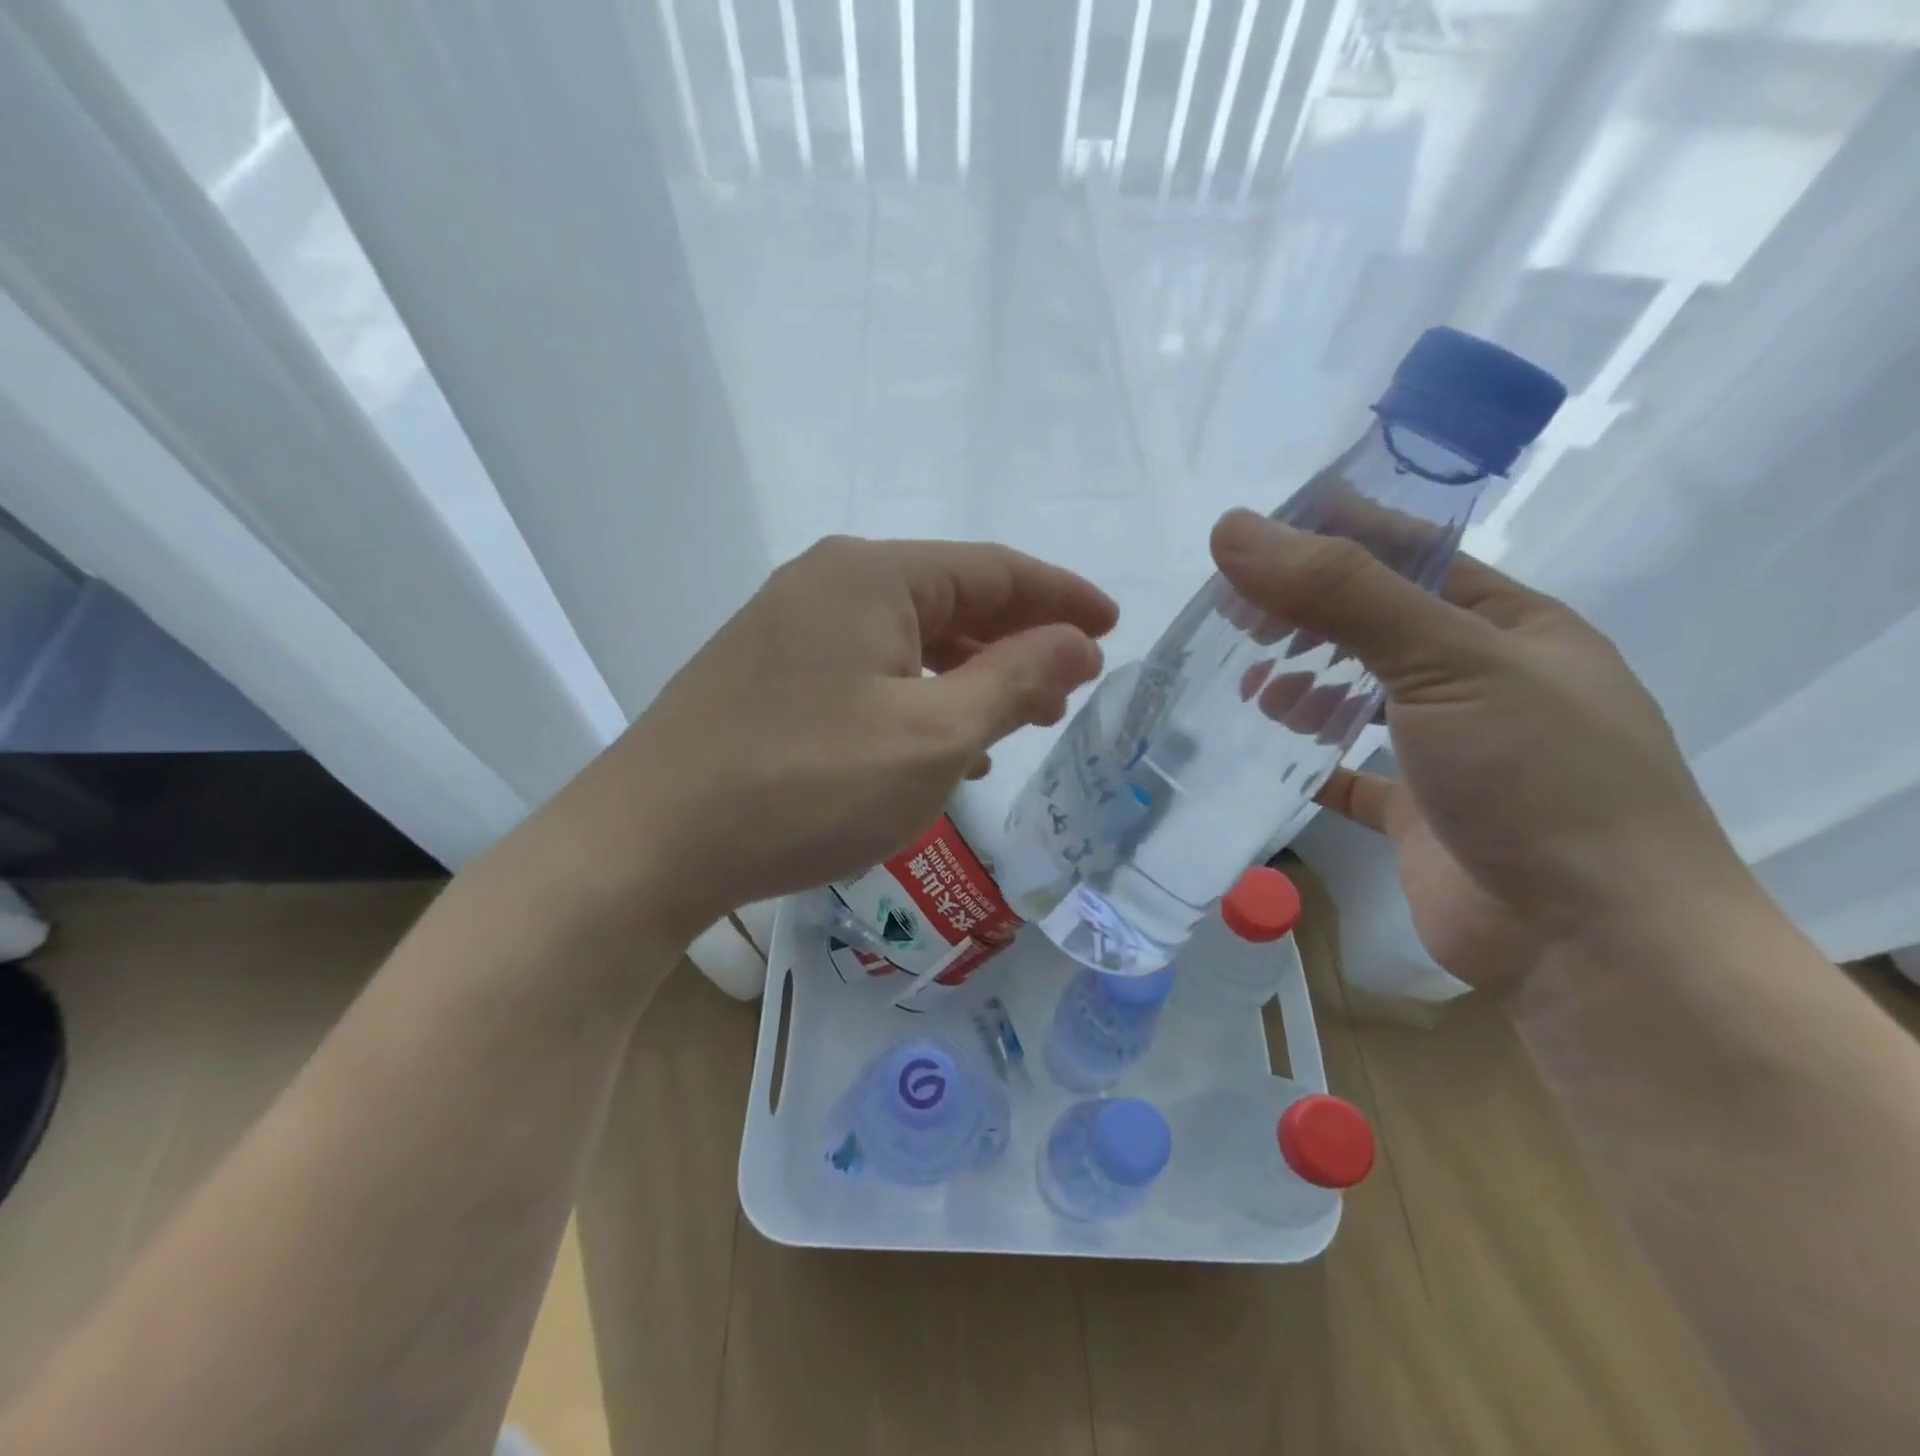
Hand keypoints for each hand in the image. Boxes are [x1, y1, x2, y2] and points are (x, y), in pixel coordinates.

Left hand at [554, 536, 1116, 943]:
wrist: (651, 842)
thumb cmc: (805, 785)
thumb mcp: (932, 736)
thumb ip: (1014, 680)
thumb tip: (1078, 641)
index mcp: (872, 575)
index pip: (993, 569)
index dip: (1060, 596)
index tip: (1112, 625)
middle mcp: (827, 582)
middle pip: (949, 598)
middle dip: (1016, 639)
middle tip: (1068, 684)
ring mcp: (789, 627)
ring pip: (906, 639)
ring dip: (967, 673)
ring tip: (1015, 716)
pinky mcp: (768, 674)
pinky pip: (866, 672)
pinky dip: (915, 698)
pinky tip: (940, 745)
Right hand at [1211, 510, 1750, 990]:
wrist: (1594, 942)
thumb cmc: (1538, 777)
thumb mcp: (1447, 661)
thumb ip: (1342, 593)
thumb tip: (1234, 530)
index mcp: (1510, 624)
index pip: (1410, 554)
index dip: (1332, 535)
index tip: (1251, 536)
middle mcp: (1481, 678)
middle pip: (1375, 624)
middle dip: (1304, 614)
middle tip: (1230, 613)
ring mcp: (1450, 748)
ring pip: (1358, 696)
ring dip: (1303, 683)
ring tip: (1245, 682)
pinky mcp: (1416, 811)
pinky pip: (1348, 772)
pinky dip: (1307, 758)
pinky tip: (1264, 747)